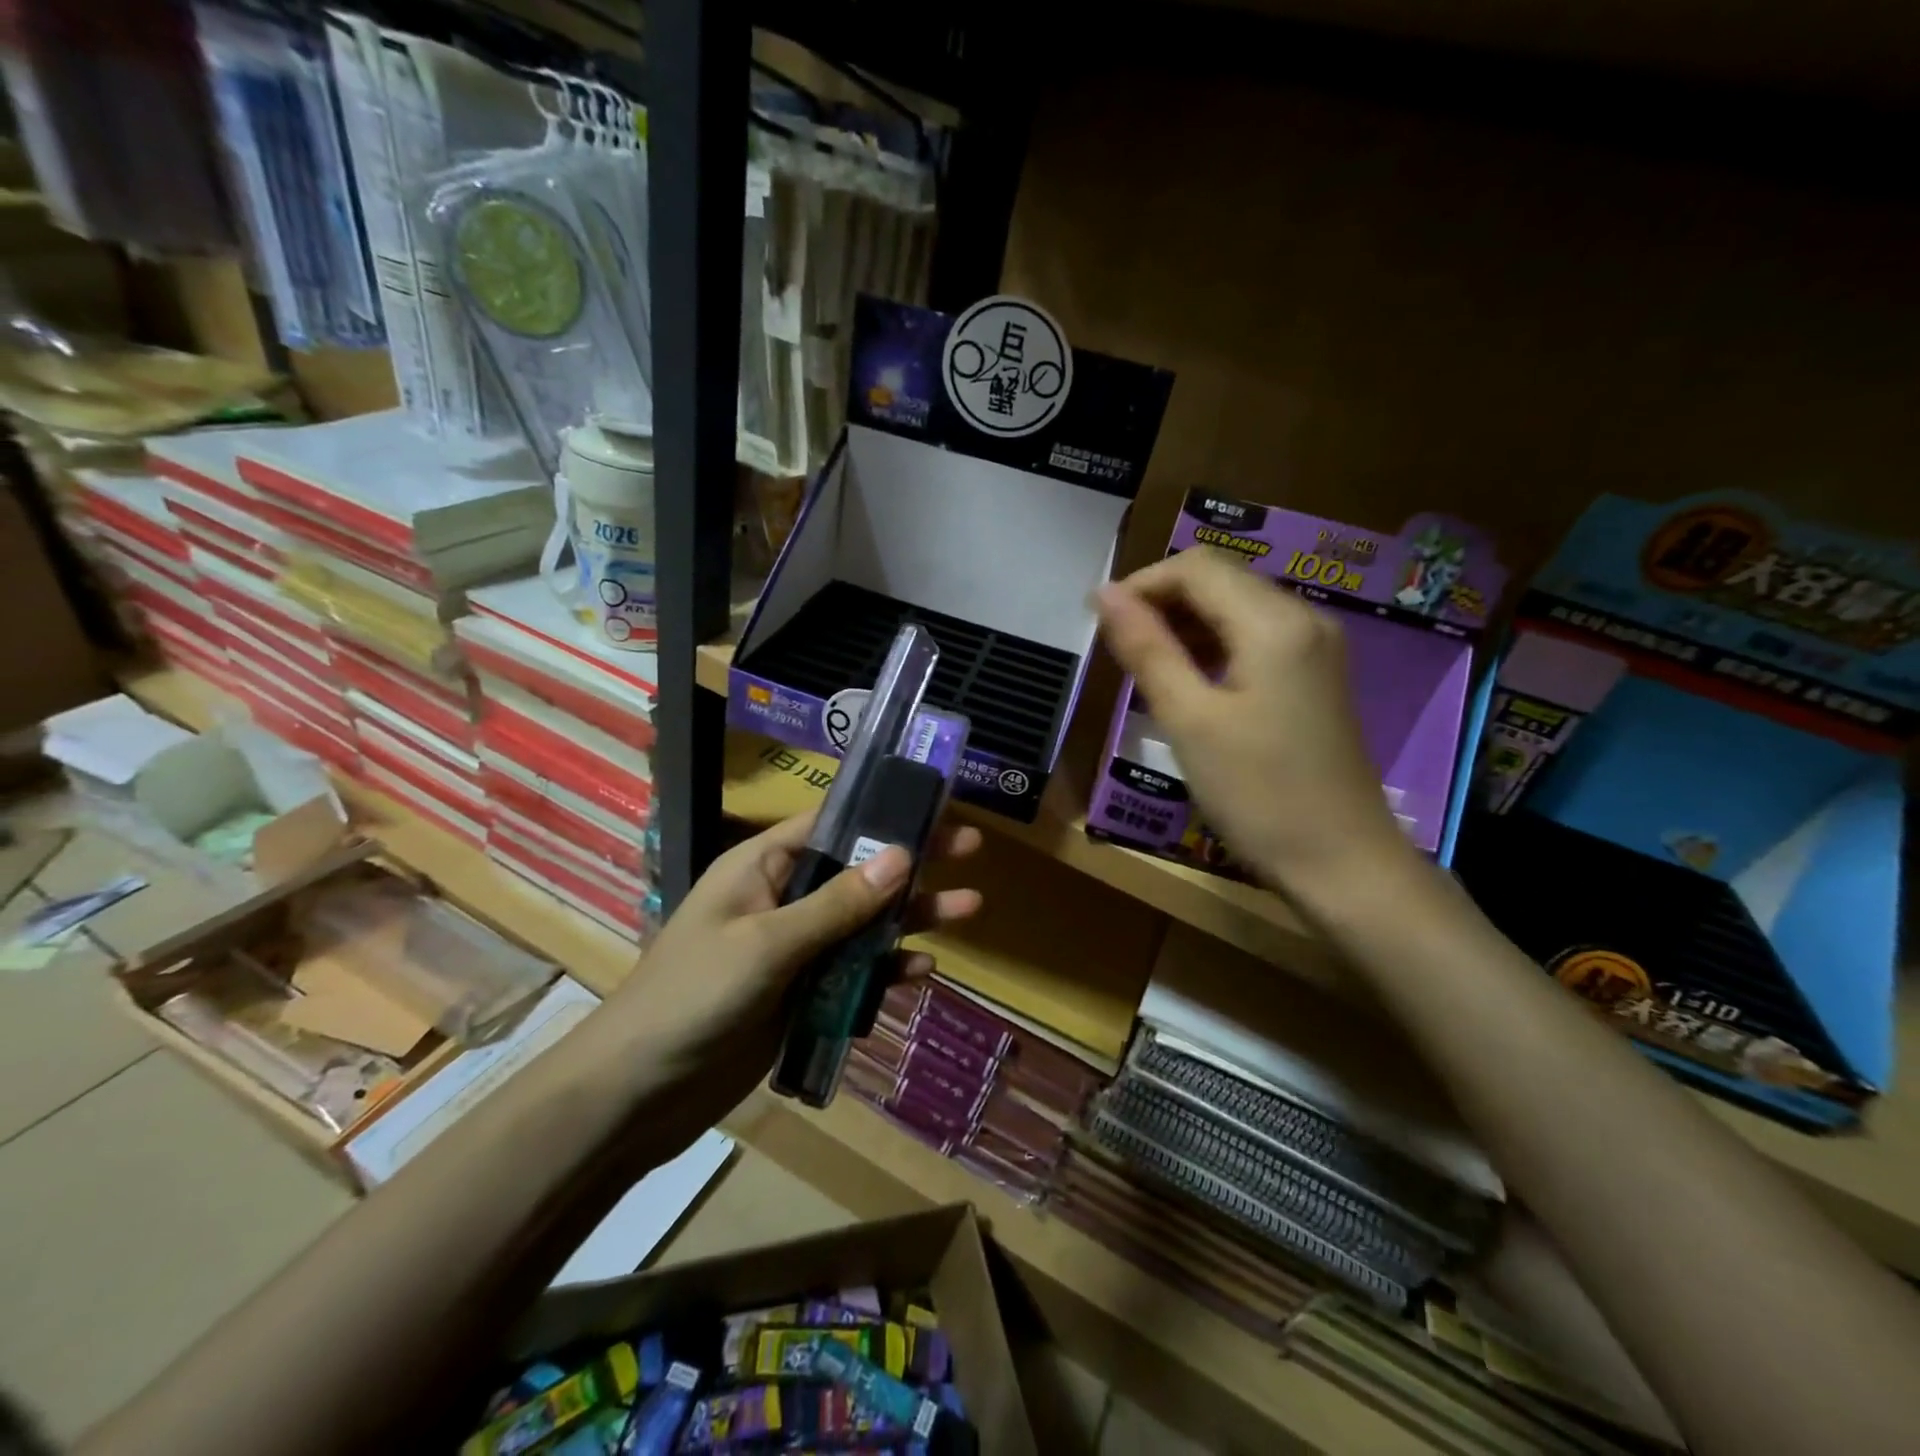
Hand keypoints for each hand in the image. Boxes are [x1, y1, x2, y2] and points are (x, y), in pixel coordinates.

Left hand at [610, 811, 982, 1115]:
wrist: (638, 1093)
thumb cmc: (693, 997)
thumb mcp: (767, 943)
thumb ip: (837, 904)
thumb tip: (902, 855)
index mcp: (762, 865)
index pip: (833, 823)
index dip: (884, 812)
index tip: (936, 805)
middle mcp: (783, 897)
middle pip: (859, 871)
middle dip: (913, 862)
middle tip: (972, 849)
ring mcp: (795, 948)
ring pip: (864, 923)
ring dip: (912, 917)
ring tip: (969, 908)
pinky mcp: (803, 993)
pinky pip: (855, 972)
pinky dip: (887, 970)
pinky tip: (923, 972)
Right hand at [1096, 547, 1418, 909]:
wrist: (1342, 863)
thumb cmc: (1258, 793)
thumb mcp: (1189, 720)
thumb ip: (1147, 649)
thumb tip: (1105, 594)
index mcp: (1273, 622)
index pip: (1196, 567)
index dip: (1141, 584)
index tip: (1099, 622)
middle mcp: (1303, 618)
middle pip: (1219, 580)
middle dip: (1161, 602)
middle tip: (1118, 649)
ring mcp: (1315, 648)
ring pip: (1236, 608)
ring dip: (1184, 625)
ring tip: (1143, 667)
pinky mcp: (1315, 676)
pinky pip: (1255, 638)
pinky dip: (1212, 646)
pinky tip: (1187, 682)